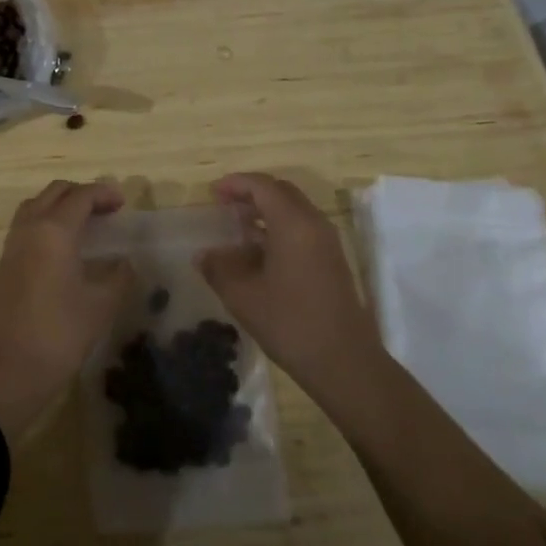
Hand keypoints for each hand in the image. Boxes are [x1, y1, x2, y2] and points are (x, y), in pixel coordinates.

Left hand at [0, 180, 132, 441]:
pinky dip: (46, 222)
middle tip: (106, 209)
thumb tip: (125, 262)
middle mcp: (29, 229)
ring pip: (36, 206)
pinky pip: (26, 226)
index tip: (123, 204)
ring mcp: (12, 246)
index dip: (104, 194)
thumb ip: (118, 277)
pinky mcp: (4, 265)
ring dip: (60, 205)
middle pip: (54, 193)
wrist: (7, 371)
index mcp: (54, 231)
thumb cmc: (58, 334)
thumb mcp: (100, 306)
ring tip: (85, 224)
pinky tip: (63, 247)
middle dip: (81, 193)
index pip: (80, 196)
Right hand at [196, 173, 380, 399]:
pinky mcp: (332, 260)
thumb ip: (218, 268)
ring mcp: (327, 242)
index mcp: (293, 223)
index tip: (212, 192)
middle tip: (224, 205)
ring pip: (294, 210)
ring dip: (266, 211)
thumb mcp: (243, 296)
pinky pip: (303, 229)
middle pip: (281, 192)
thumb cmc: (290, 323)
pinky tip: (259, 253)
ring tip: (237, 228)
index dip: (235, 184)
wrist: (344, 362)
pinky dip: (279, 228)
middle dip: (251, 193)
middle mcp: (314, 224)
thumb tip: (202, 255)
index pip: (262, 186)